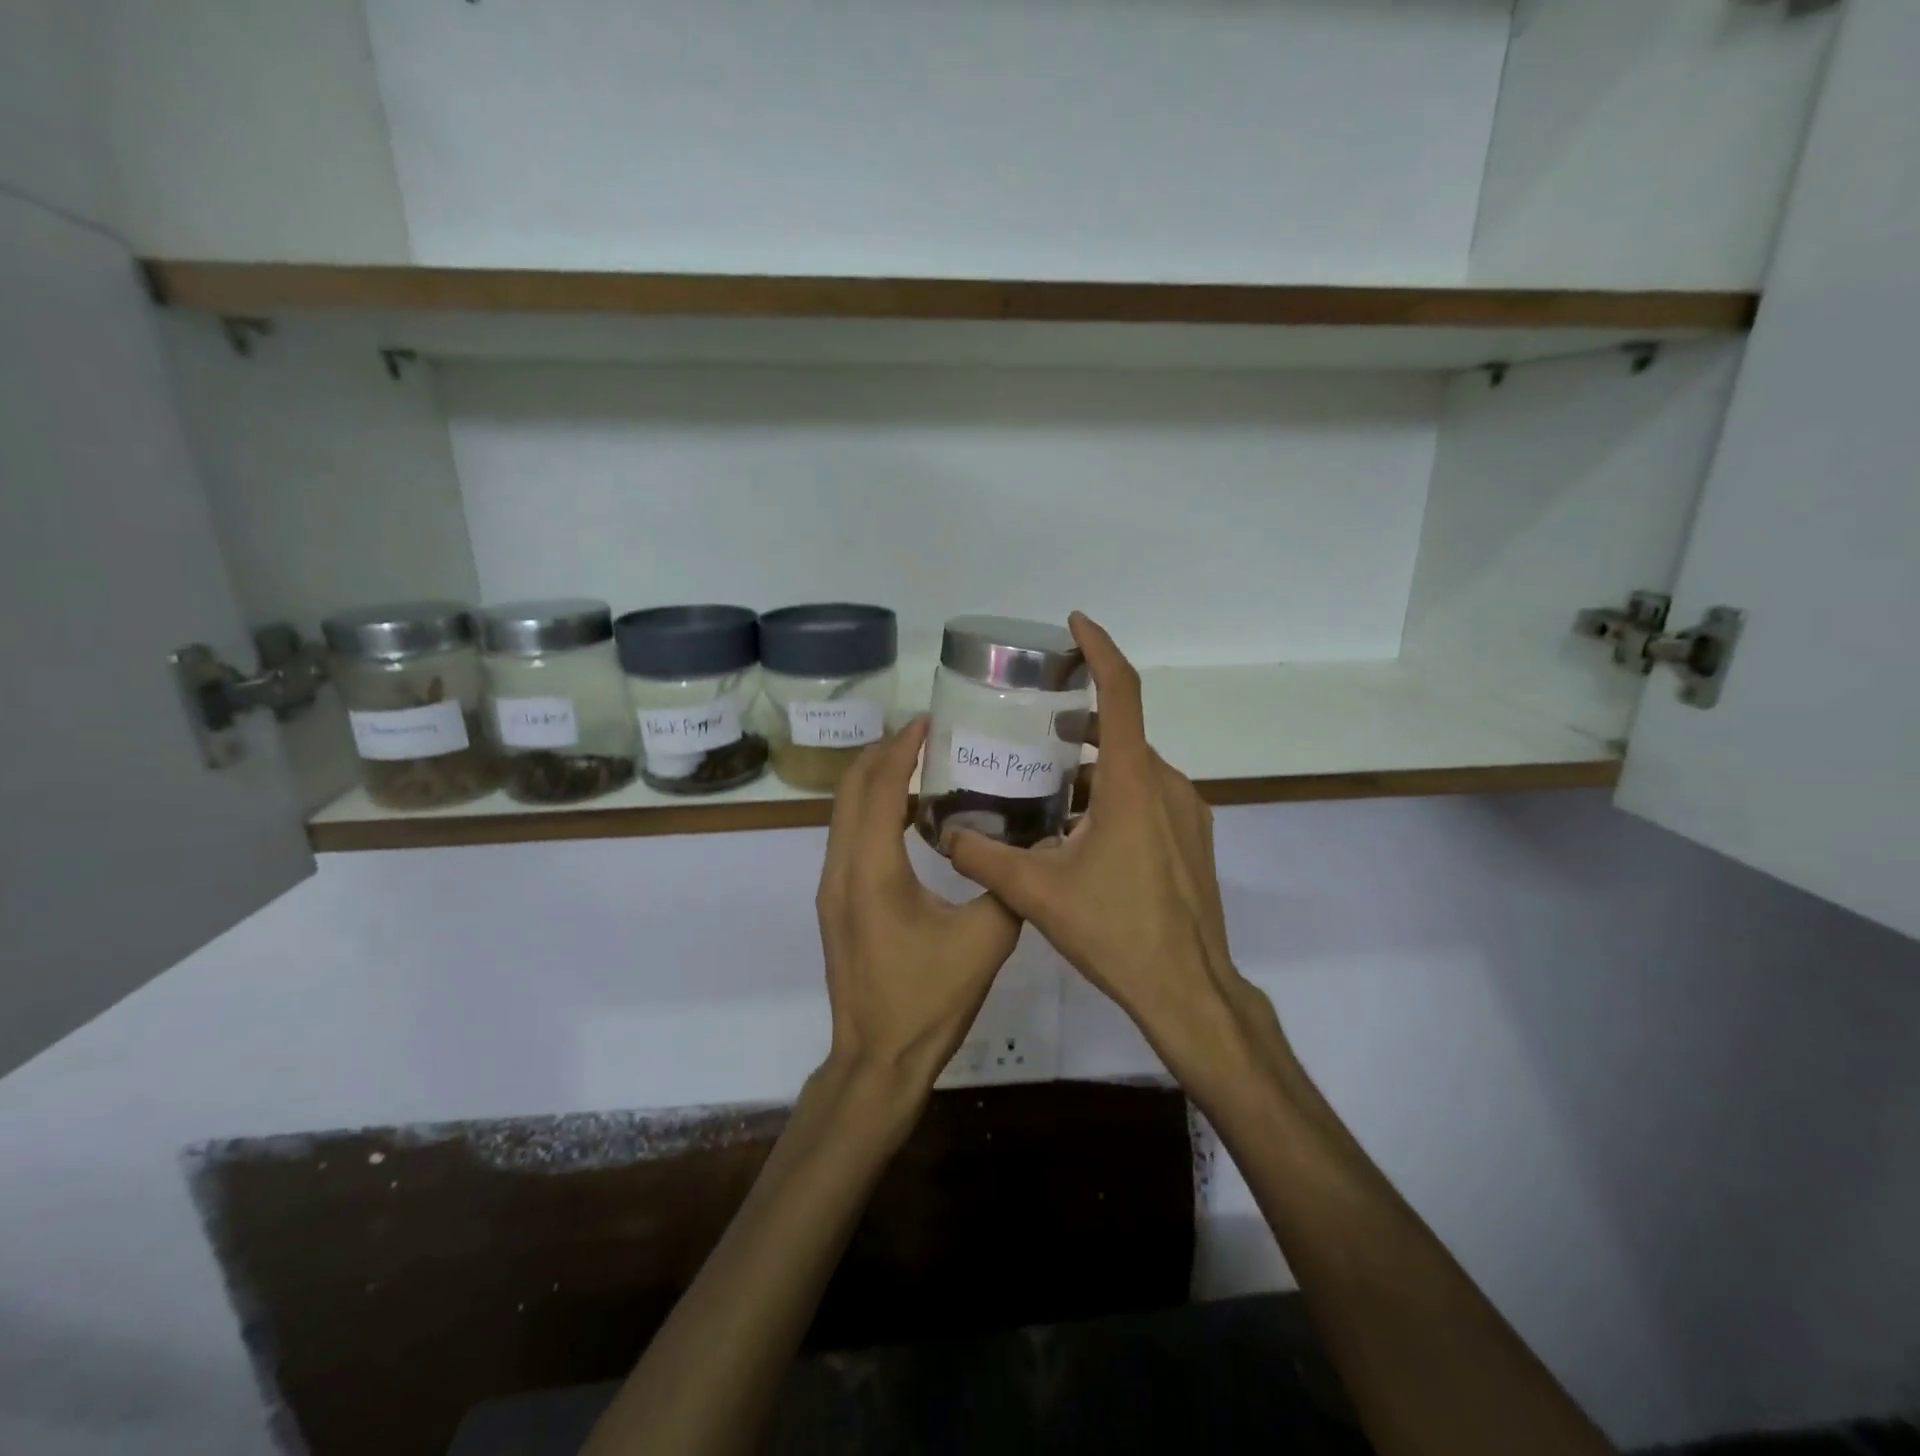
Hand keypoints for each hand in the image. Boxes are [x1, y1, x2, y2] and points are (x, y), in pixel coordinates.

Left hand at [815, 716, 1022, 1105]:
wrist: (876, 1059)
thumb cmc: (928, 1000)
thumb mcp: (986, 941)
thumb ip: (1009, 885)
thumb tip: (1034, 845)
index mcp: (873, 870)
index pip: (881, 787)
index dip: (902, 747)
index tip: (930, 719)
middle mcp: (841, 867)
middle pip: (851, 788)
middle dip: (884, 752)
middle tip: (927, 733)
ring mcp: (832, 886)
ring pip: (844, 811)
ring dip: (876, 780)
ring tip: (921, 762)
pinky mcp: (836, 902)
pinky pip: (848, 835)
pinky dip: (873, 809)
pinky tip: (911, 816)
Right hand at [947, 614, 1272, 1085]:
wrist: (1187, 987)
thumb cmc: (1115, 930)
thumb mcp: (1036, 891)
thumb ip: (982, 857)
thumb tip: (942, 835)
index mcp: (1131, 781)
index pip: (1122, 692)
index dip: (1100, 649)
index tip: (1074, 624)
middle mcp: (1165, 784)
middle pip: (1122, 731)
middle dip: (1081, 719)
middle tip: (1038, 724)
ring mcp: (1186, 812)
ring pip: (1135, 768)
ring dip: (1095, 764)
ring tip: (1051, 785)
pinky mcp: (1193, 839)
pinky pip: (1150, 796)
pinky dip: (1115, 793)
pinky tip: (1083, 831)